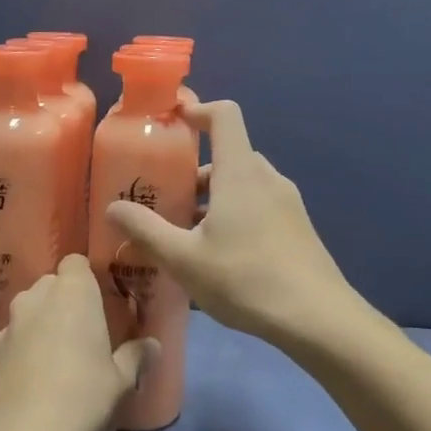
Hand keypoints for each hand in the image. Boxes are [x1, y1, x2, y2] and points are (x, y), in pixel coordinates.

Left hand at [0, 255, 151, 430]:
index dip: (88, 277)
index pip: (76, 261)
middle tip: (88, 329)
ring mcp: (10, 323)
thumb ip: (137, 356)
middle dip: (67, 299)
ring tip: (62, 353)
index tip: (102, 300)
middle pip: (52, 283)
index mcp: (72, 293)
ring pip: (31, 308)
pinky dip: (26, 344)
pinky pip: (16, 335)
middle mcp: (37, 298)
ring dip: (45, 321)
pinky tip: (38, 374)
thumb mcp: (121, 381)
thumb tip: (153, 344)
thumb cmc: (82, 400)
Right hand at [105, 99, 351, 346]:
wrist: (318, 319)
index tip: (172, 123)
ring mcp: (287, 203)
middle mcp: (267, 178)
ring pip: (243, 184)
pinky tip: (219, 257)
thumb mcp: (184, 258)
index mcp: (240, 172)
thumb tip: (112, 207)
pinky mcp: (298, 228)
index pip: (224, 115)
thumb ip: (146, 230)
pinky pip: (259, 206)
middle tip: (166, 198)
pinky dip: (235, 215)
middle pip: (228, 155)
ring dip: (213, 198)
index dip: (197, 110)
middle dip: (194, 171)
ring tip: (186, 235)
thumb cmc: (245, 279)